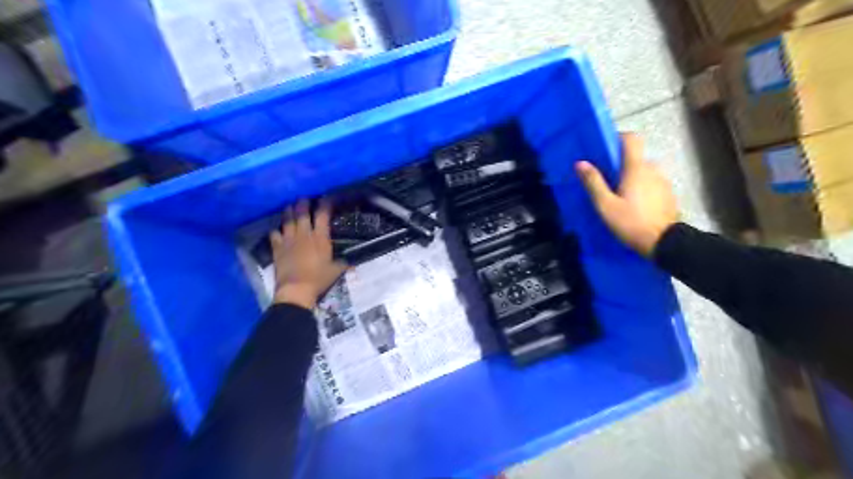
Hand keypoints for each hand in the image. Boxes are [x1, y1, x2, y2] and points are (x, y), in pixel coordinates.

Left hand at [268, 198, 343, 308]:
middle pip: (302, 212)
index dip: (325, 204)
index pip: (322, 214)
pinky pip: (274, 233)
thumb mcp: (336, 270)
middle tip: (305, 198)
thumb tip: (352, 262)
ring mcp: (289, 239)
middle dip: (304, 203)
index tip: (327, 198)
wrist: (296, 289)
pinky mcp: (277, 247)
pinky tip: (277, 229)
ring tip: (290, 206)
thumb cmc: (319, 279)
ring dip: (289, 211)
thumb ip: (343, 263)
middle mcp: (304, 234)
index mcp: (320, 237)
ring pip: (287, 219)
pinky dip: (276, 229)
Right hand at [573, 133, 680, 256]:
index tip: (603, 149)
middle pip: (635, 157)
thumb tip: (580, 163)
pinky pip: (651, 183)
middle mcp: (652, 169)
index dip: (617, 138)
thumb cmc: (631, 223)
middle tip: (605, 179)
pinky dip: (640, 187)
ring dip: (630, 177)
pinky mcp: (667, 194)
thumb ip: (593, 182)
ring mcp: (662, 181)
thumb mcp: (605, 205)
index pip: (631, 139)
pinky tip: (632, 204)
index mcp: (636, 168)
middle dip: (620, 164)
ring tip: (618, 194)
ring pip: (643, 171)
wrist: (665, 243)